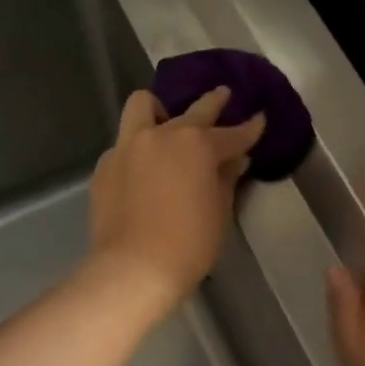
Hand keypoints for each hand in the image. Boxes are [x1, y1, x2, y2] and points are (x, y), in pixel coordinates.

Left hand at [88, 86, 265, 317]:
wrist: (133, 269)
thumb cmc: (188, 245)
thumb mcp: (219, 213)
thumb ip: (226, 179)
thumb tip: (234, 160)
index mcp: (196, 145)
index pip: (232, 134)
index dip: (249, 129)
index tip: (259, 120)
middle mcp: (161, 135)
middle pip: (193, 111)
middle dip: (213, 103)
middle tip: (223, 96)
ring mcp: (128, 147)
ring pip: (142, 106)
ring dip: (159, 110)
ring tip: (165, 122)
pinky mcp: (105, 166)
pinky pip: (124, 143)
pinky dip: (138, 148)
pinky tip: (143, 169)